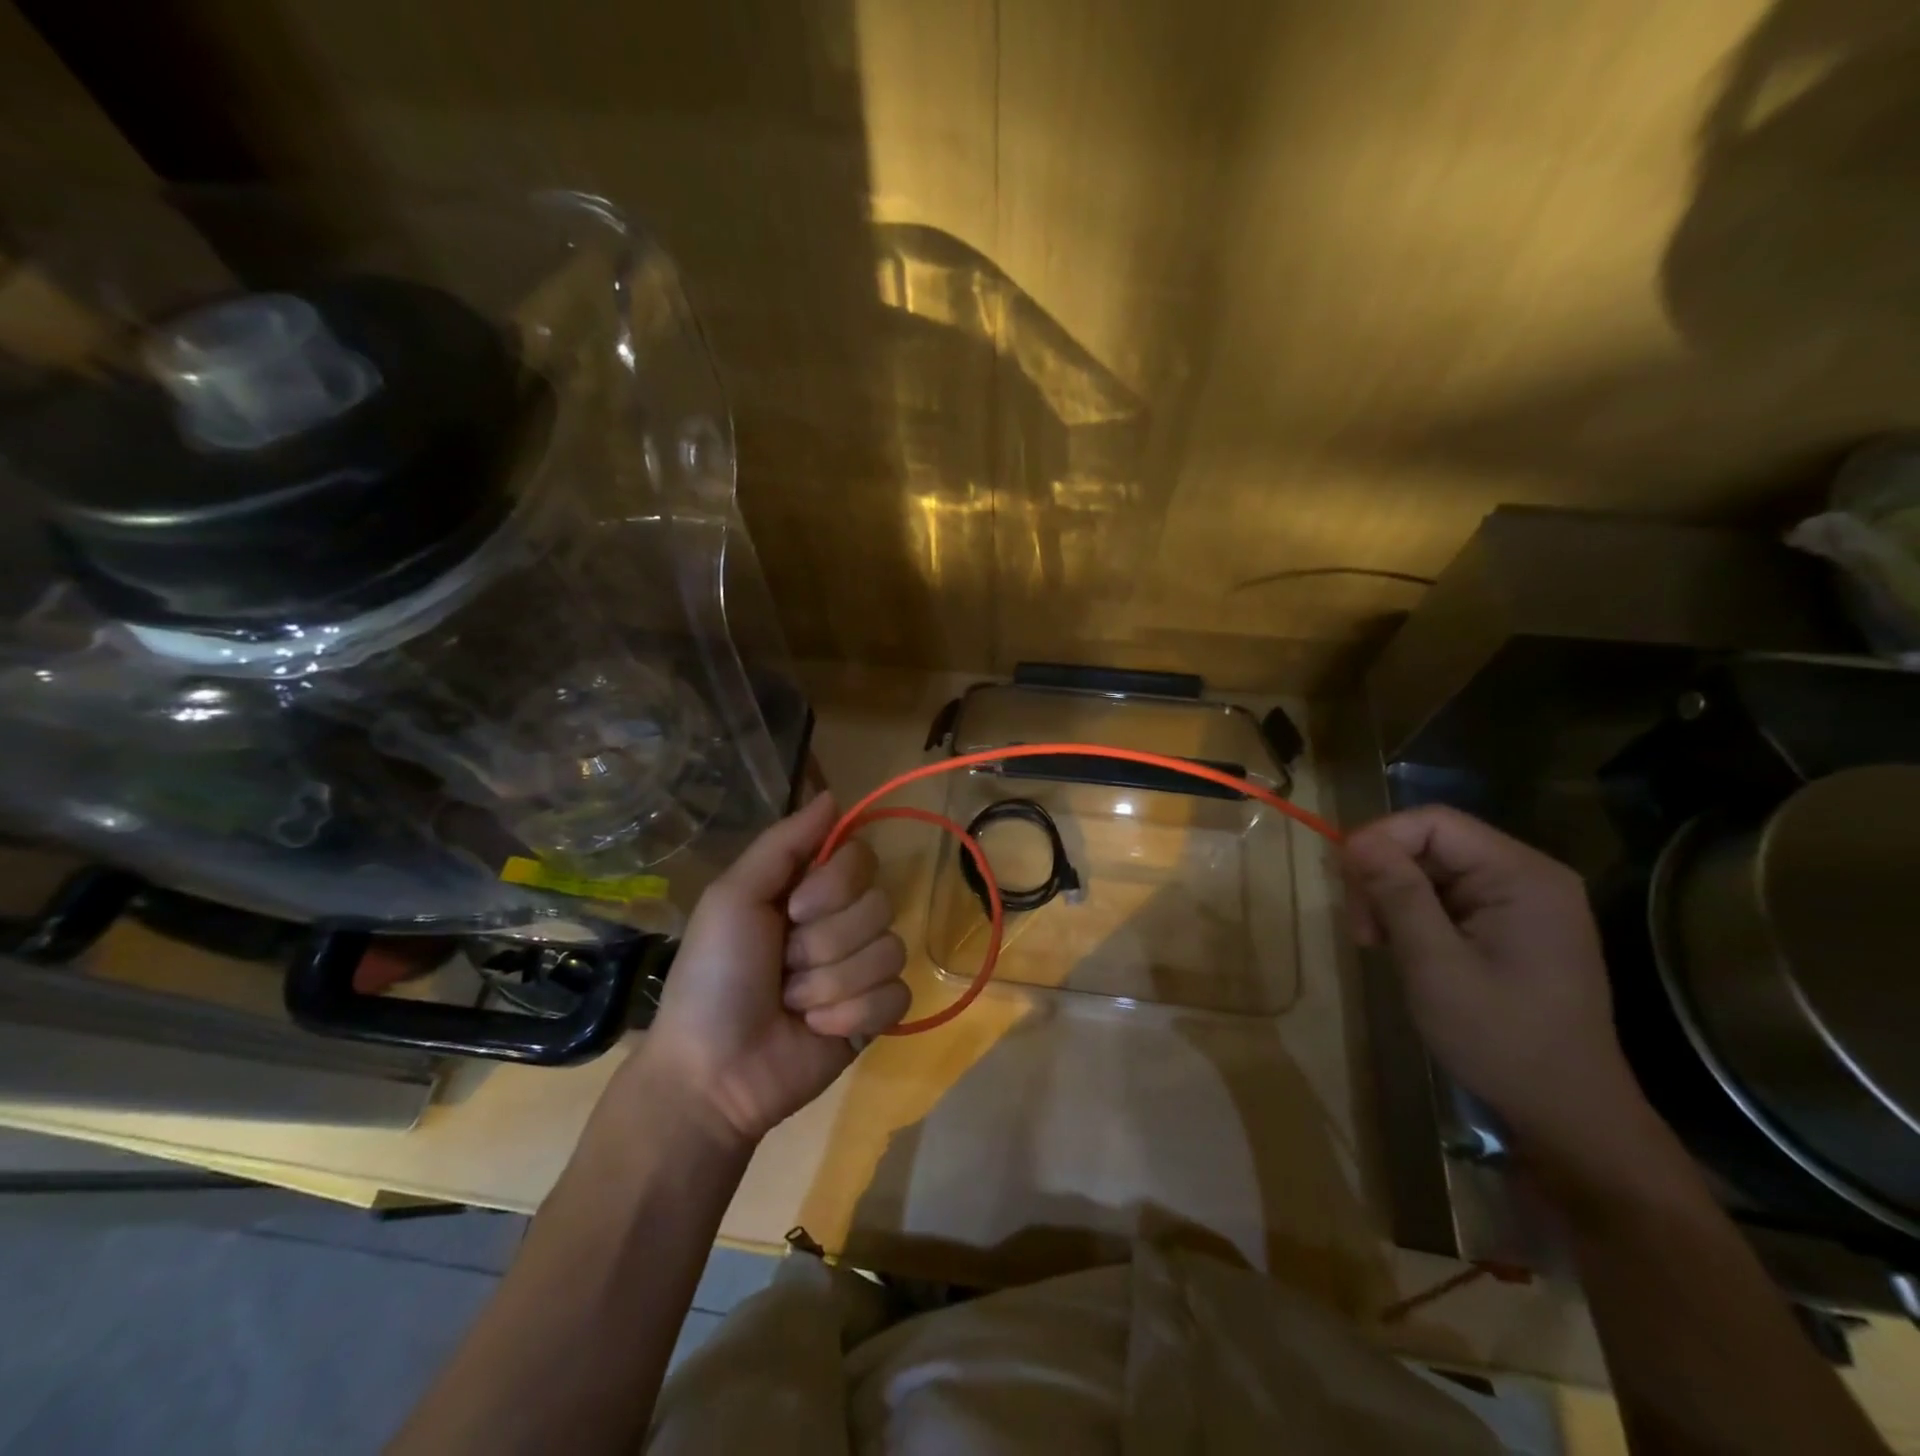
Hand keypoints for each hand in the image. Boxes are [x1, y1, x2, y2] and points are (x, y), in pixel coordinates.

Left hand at [633, 794, 908, 1145]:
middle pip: (878, 905)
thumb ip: (784, 843)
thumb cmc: (714, 976)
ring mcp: (861, 969)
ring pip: (888, 952)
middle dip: (824, 944)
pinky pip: (895, 996)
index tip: (795, 910)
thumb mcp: (734, 897)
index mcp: (809, 890)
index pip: (861, 858)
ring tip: (793, 1005)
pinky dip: (852, 1015)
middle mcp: (841, 922)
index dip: (835, 885)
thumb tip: (834, 795)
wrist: (712, 1071)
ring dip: (830, 985)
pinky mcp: (875, 1015)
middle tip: (783, 968)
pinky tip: (817, 1030)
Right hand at [1340, 806, 1645, 1158]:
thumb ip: (1398, 894)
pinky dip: (1411, 915)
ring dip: (1391, 899)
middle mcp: (1527, 876)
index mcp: (1522, 876)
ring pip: (1430, 870)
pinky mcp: (1510, 924)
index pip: (1434, 823)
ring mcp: (1522, 901)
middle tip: (1360, 929)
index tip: (1343, 881)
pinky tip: (1400, 947)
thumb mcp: (1435, 964)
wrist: (1566, 1112)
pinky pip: (1445, 896)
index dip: (1378, 839)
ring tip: (1374, 943)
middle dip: (1382, 877)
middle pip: (1429, 844)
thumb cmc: (1501, 1038)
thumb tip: (1355, 839)